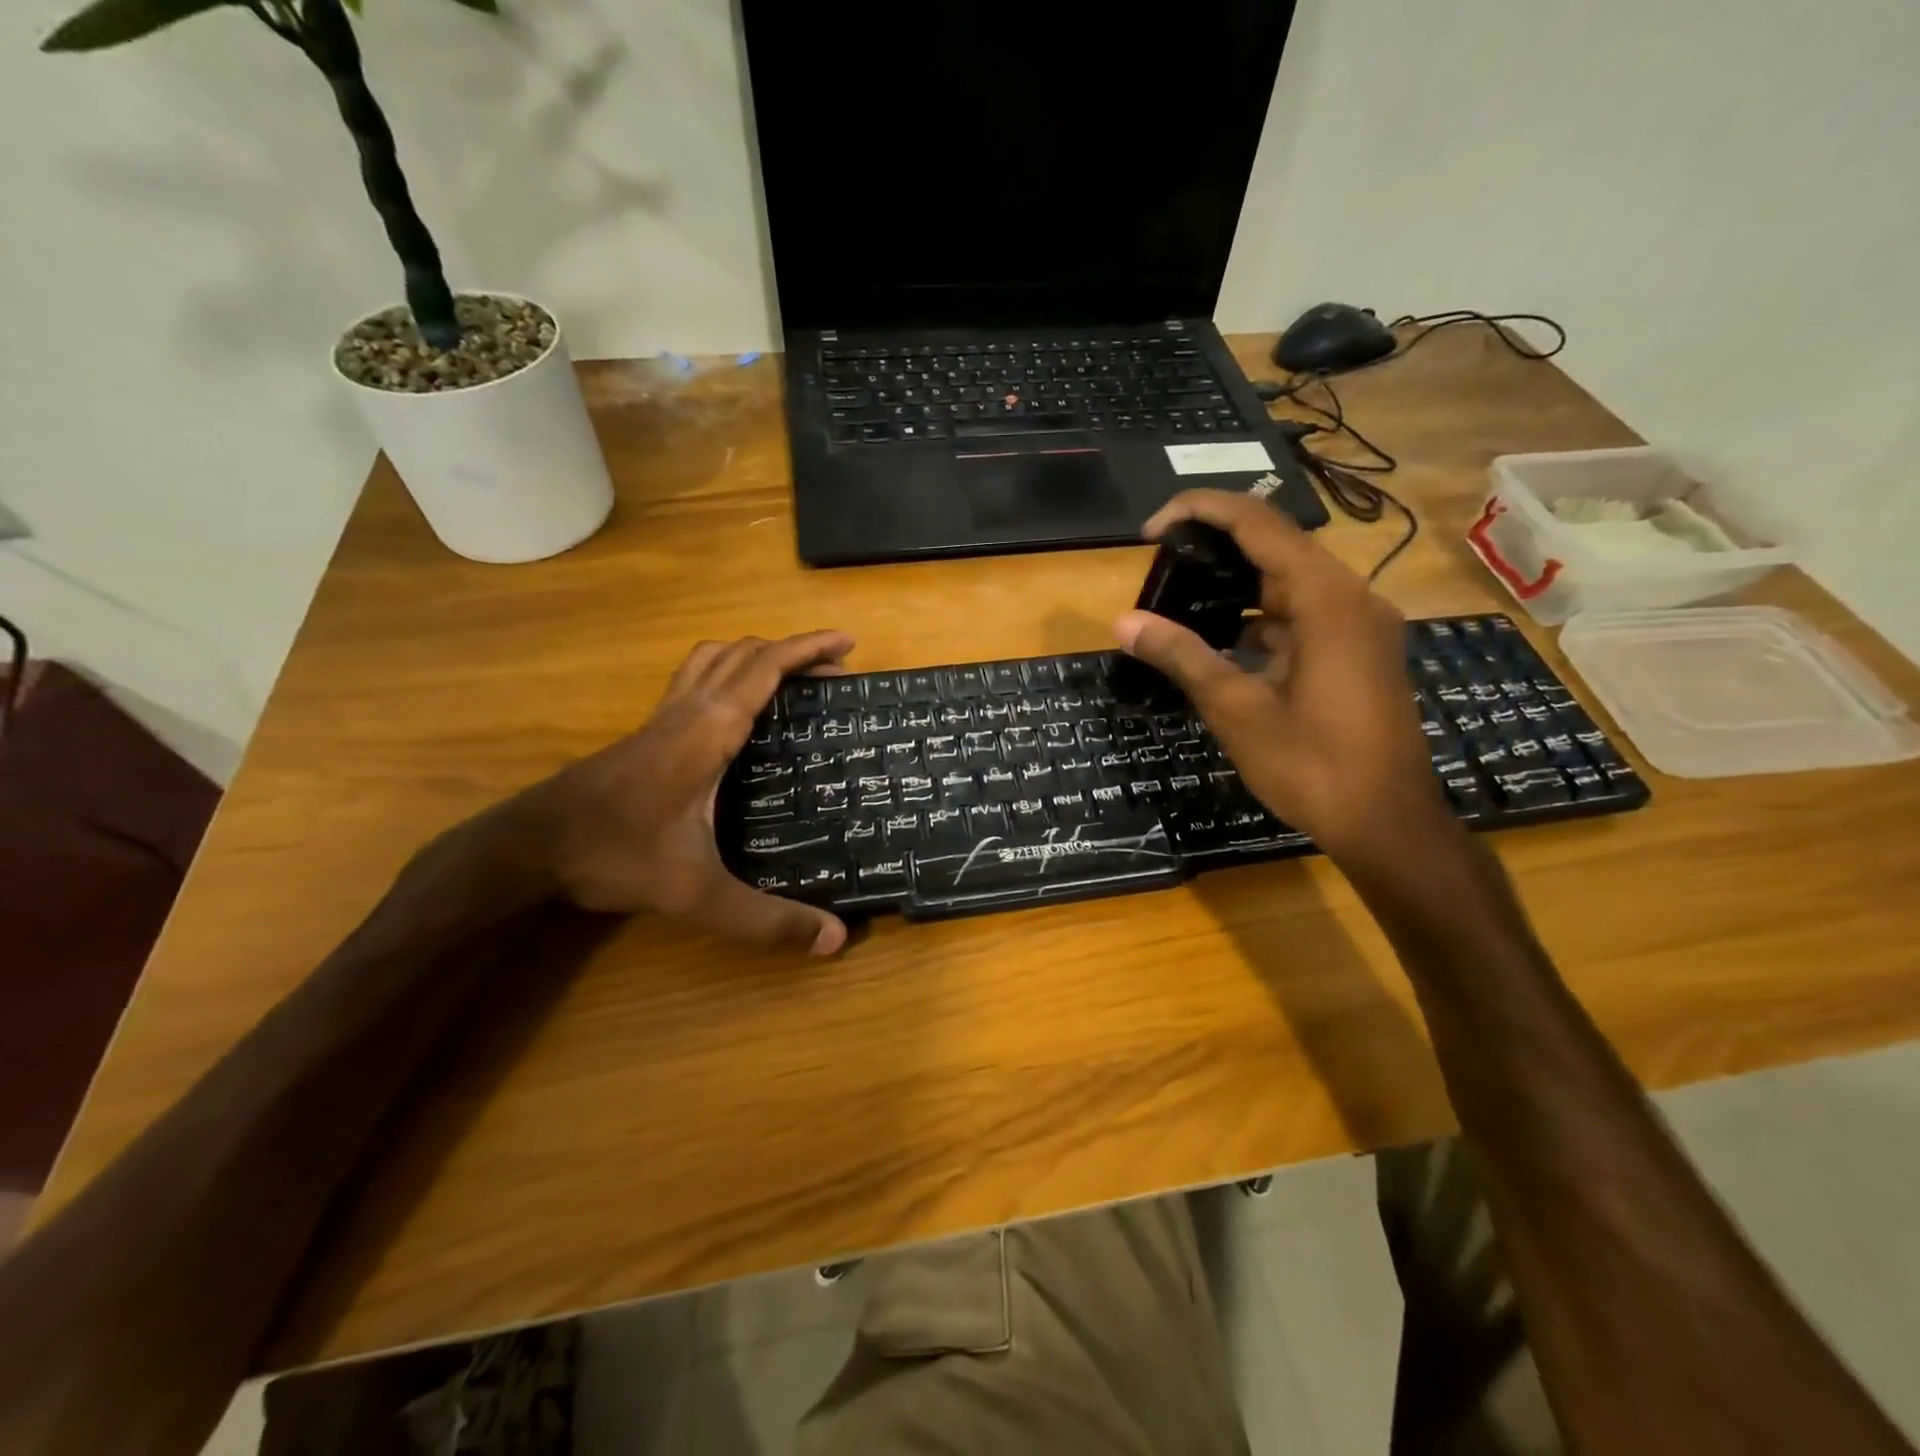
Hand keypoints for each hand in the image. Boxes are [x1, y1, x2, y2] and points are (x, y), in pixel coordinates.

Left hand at [516, 631, 855, 953]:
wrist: (530, 847)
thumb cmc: (615, 854)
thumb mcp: (696, 893)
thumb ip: (765, 919)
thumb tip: (835, 940)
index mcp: (709, 729)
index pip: (766, 667)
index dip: (809, 649)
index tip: (848, 641)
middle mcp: (688, 710)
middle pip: (744, 653)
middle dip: (793, 651)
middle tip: (834, 670)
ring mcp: (662, 717)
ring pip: (714, 659)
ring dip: (756, 655)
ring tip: (790, 677)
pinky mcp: (647, 731)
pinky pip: (695, 679)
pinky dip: (727, 673)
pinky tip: (735, 710)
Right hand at [1112, 489, 1447, 862]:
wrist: (1387, 824)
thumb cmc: (1312, 765)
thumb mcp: (1237, 708)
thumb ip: (1181, 656)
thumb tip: (1123, 622)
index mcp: (1326, 598)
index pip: (1258, 523)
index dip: (1200, 511)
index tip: (1150, 530)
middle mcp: (1350, 597)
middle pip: (1276, 546)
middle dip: (1214, 547)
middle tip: (1160, 565)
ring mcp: (1359, 625)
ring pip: (1289, 582)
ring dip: (1236, 585)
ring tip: (1180, 599)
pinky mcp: (1358, 652)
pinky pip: (1303, 615)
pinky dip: (1260, 618)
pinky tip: (1221, 642)